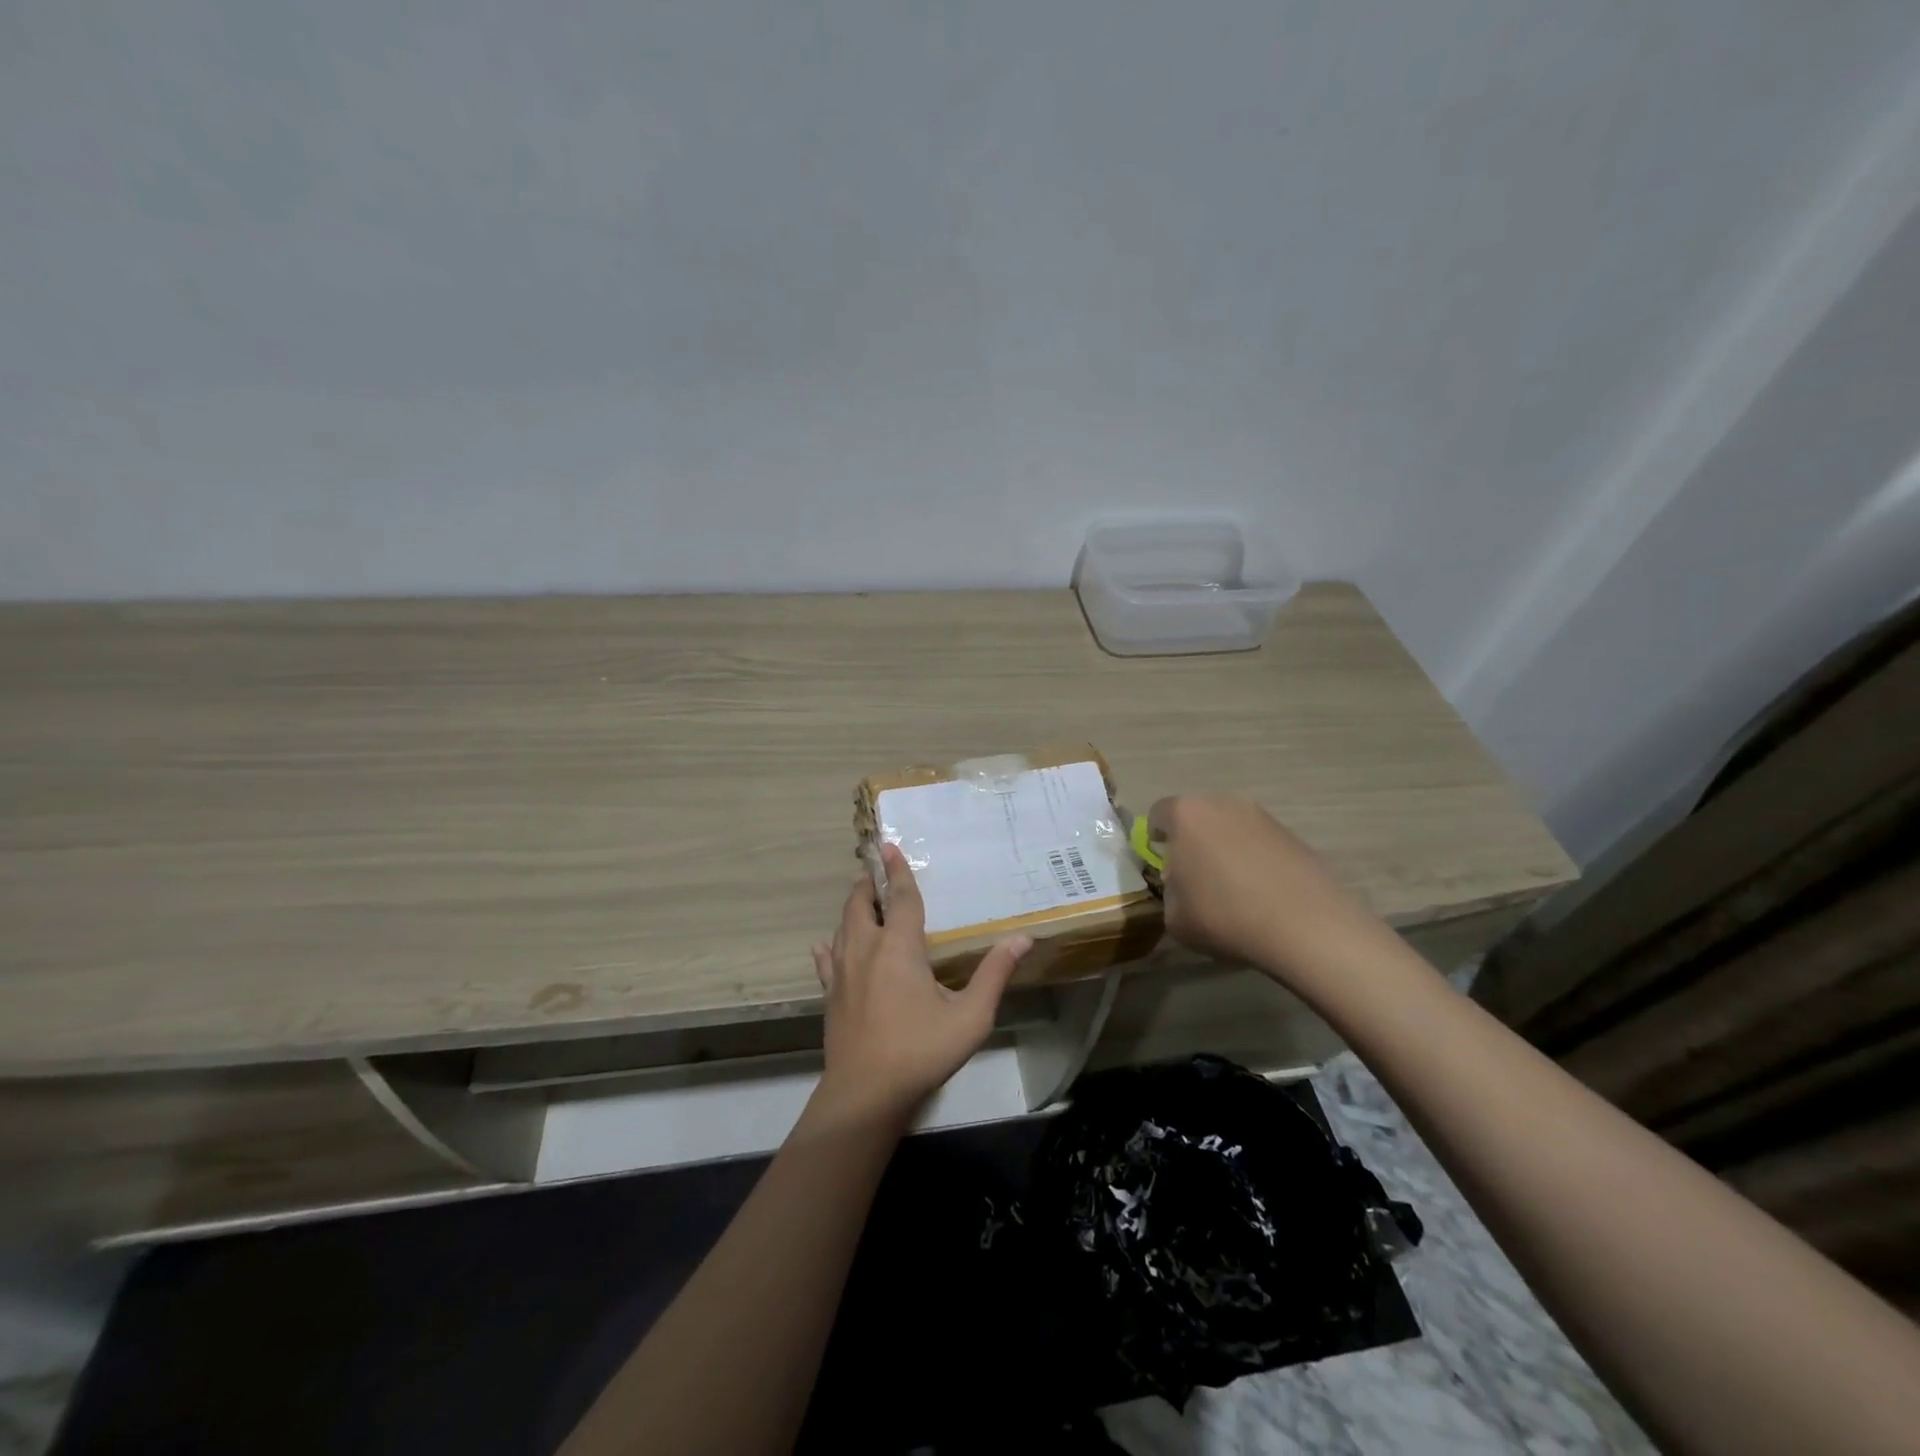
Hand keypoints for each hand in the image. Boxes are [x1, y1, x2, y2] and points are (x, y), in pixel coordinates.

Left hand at [811, 843, 1032, 1120]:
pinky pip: (826, 961)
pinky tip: (828, 946)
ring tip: (866, 903)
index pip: (901, 898)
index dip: (898, 871)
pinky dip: (830, 946)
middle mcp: (865, 950)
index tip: (890, 846)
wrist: (866, 1094)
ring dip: (854, 909)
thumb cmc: (921, 1050)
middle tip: (879, 873)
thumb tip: (1022, 938)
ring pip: (843, 927)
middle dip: (869, 884)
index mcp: (898, 948)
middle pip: (860, 904)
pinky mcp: (830, 995)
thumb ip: (995, 974)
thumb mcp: (970, 1017)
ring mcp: (841, 973)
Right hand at [1148, 795, 1388, 989]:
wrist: (1304, 925)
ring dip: (1224, 848)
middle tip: (1195, 876)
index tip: (1163, 866)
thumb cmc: (1224, 915)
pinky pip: (1258, 842)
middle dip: (1191, 840)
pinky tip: (1261, 892)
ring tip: (1232, 887)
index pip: (1157, 814)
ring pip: (1229, 827)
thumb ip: (1169, 892)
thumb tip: (1181, 886)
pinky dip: (1254, 859)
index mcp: (1185, 815)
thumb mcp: (1173, 916)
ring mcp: (1261, 815)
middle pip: (1196, 816)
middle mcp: (1222, 803)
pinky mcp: (1291, 833)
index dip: (1155, 839)